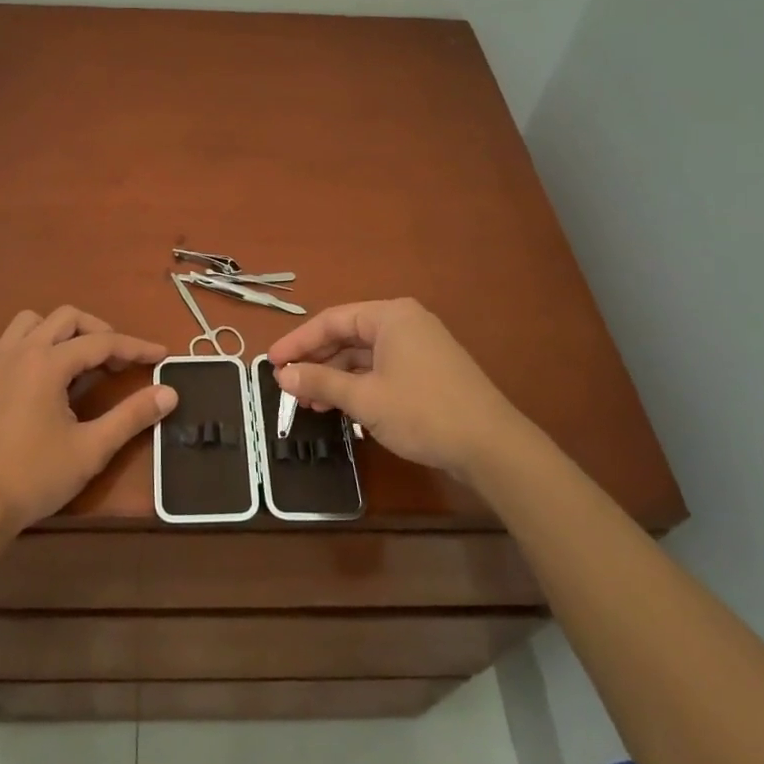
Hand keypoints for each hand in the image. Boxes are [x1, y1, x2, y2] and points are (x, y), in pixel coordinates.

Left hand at [0, 306, 175, 538]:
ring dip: (55, 332)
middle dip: (98, 332)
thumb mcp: (92, 449)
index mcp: (49, 362)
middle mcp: (19, 350)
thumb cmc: (34, 476)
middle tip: (116, 361)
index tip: (160, 354)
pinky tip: (20, 371)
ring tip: (70, 360)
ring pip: (28, 323)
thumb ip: (132, 416)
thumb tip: (170, 393)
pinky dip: (12, 347)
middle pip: (67, 318)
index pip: (102, 342)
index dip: (135, 347)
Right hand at [266, 298, 519, 478]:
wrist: (492, 447)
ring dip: (336, 378)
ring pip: (364, 356)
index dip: (298, 342)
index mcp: (390, 316)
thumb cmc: (423, 412)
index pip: (332, 320)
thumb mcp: (364, 398)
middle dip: (317, 362)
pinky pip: (382, 370)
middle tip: (289, 386)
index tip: (271, 362)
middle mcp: (405, 323)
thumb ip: (320, 383)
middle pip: (348, 336)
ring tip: (311, 405)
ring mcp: (420, 347)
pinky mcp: (428, 371)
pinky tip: (342, 408)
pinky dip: (359, 386)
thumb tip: (282, 374)